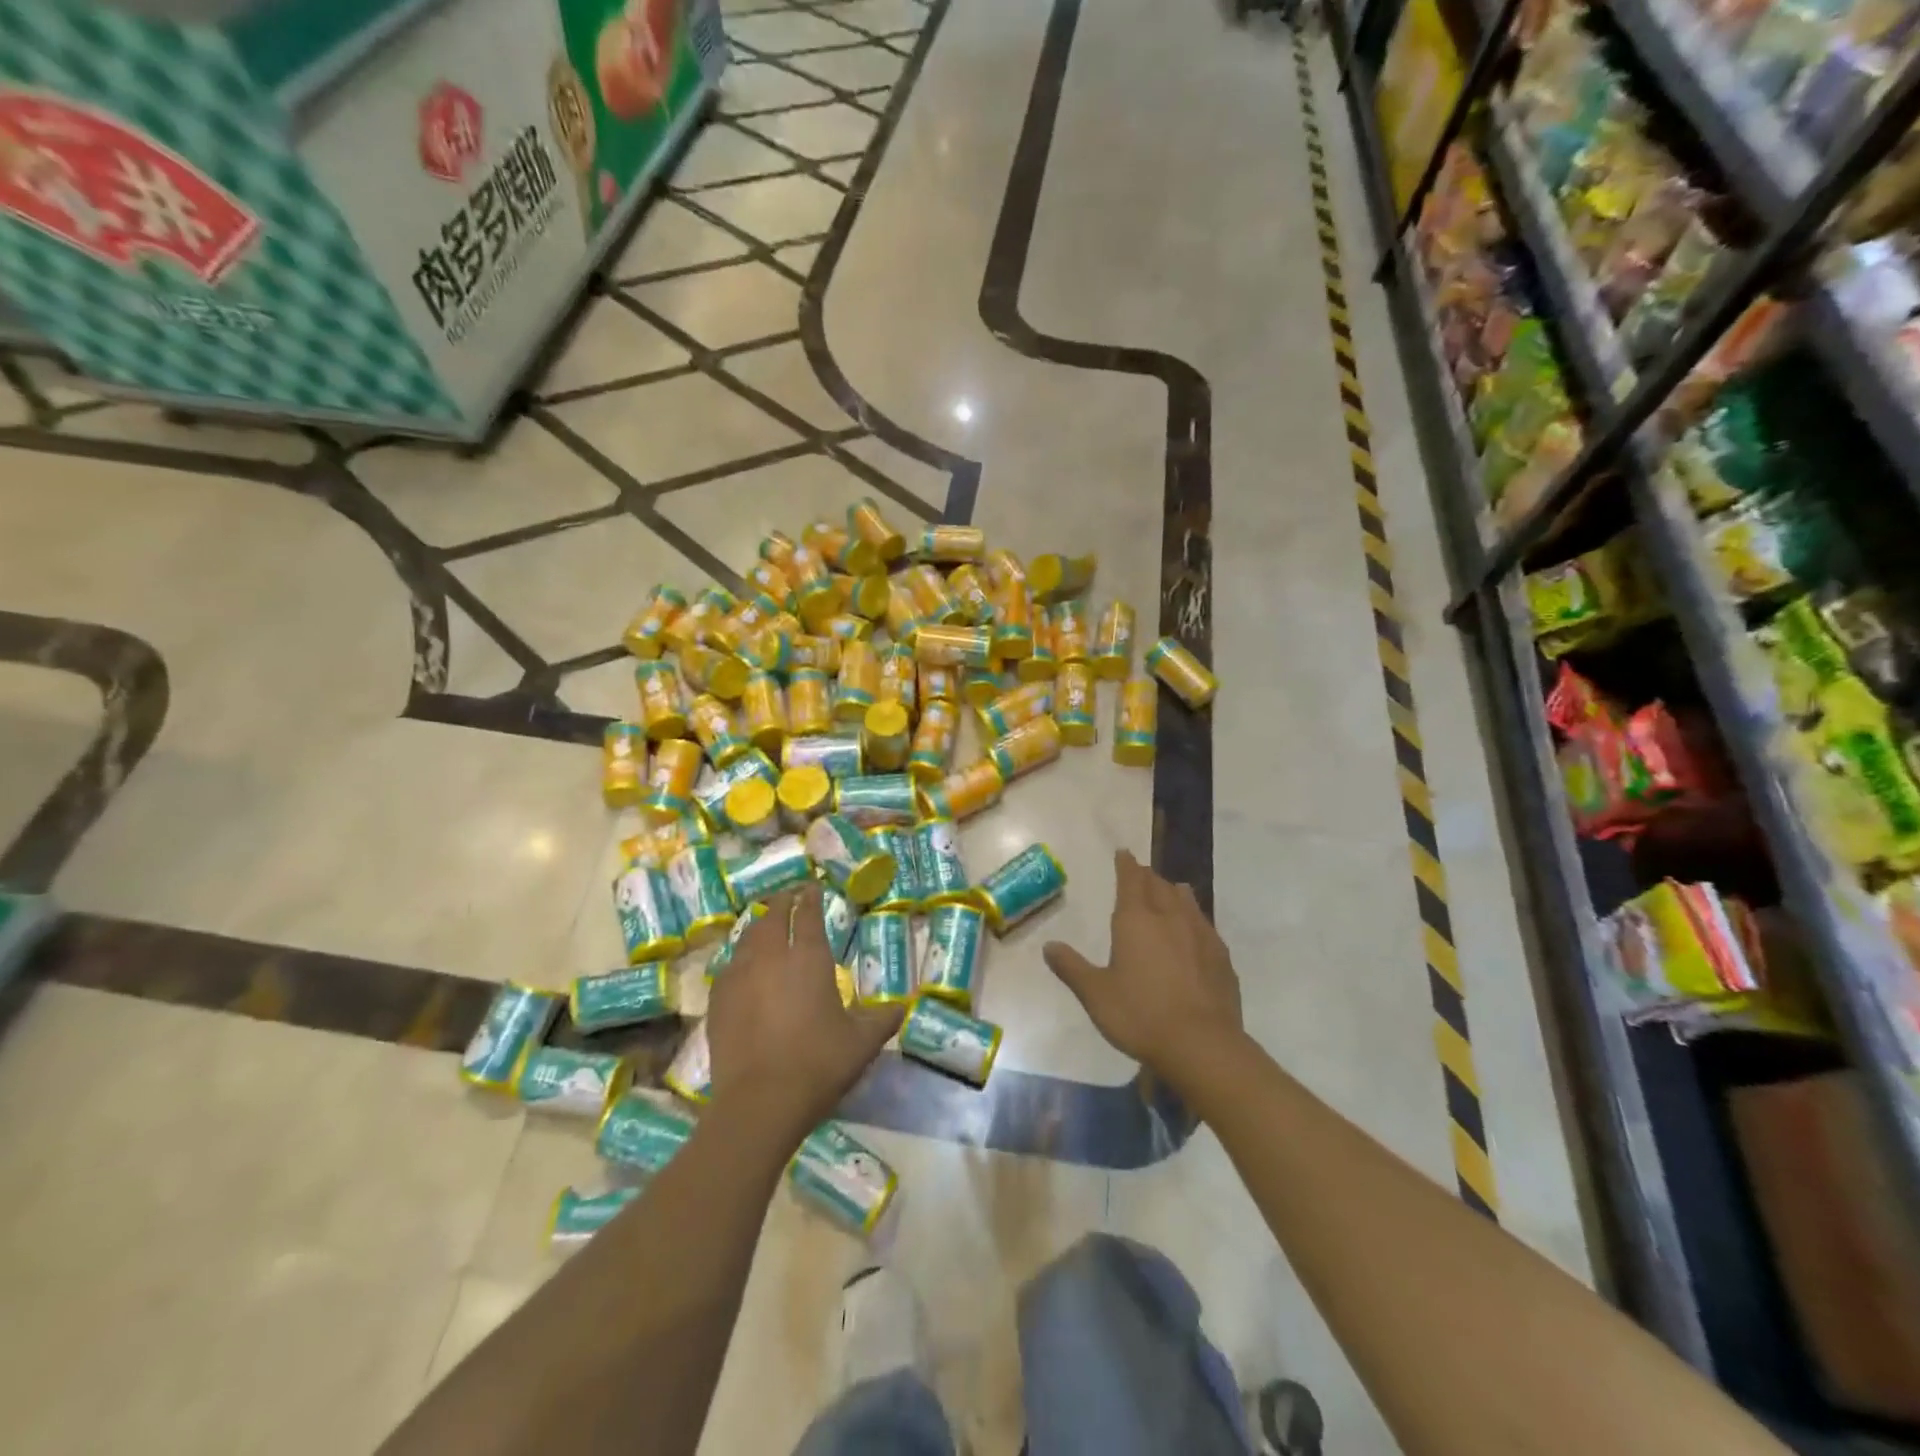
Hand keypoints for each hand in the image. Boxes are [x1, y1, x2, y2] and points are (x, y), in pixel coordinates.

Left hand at [706, 885, 902, 1138]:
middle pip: (772, 917)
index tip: (812, 885)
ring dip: (758, 925)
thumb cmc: (818, 1064)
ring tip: (765, 924)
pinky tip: (741, 966)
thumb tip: (904, 1007)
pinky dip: (739, 956)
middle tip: (788, 896)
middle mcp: (771, 958)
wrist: (759, 1102)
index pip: (807, 914)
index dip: (810, 897)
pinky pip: (728, 965)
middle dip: (781, 902)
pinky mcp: (718, 1001)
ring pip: (747, 938)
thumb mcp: (862, 1043)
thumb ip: (883, 1019)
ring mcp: (739, 977)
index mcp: (808, 958)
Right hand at [1043, 850, 1242, 1094]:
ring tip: (1171, 890)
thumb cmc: (1141, 1015)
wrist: (1202, 1045)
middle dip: (1148, 877)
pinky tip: (1196, 931)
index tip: (1124, 853)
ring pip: (1186, 901)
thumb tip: (1049, 946)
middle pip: (1159, 886)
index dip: (1126, 865)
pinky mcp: (1221, 957)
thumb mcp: (1096, 994)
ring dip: (1174, 892)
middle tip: (1141, 873)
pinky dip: (1195, 919)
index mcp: (1137, 920)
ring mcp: (1201, 935)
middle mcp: (1170, 918)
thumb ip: (1072, 968)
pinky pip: (1205, 926)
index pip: (1131, 880)